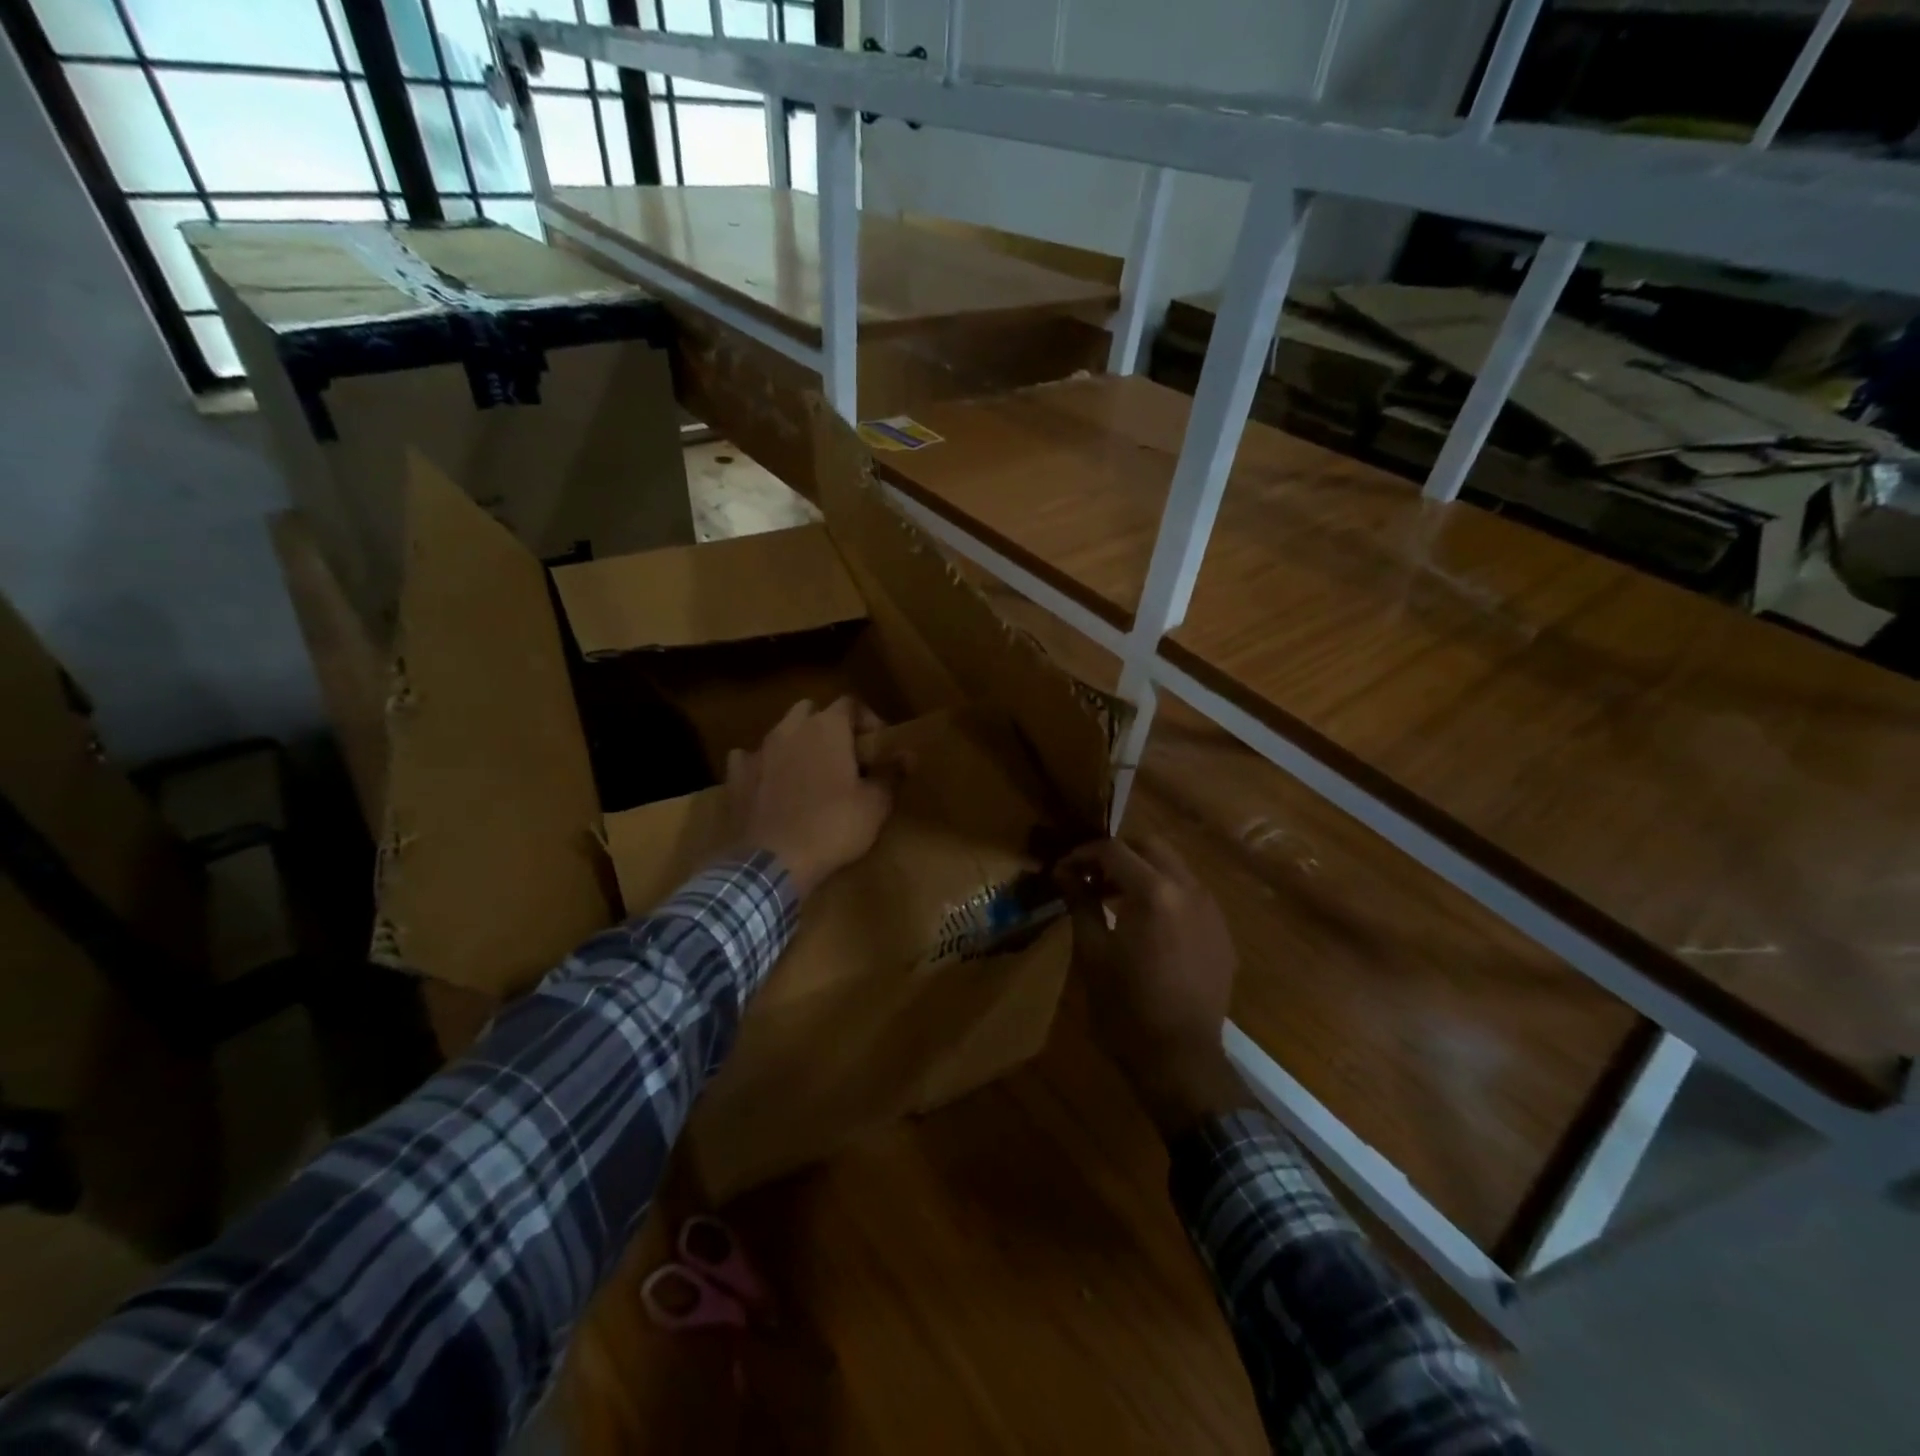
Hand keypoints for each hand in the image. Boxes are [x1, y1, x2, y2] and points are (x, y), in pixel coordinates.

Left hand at [726, 697, 901, 896]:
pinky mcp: (735, 777)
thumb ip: (892, 774)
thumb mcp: (875, 805)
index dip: (867, 720)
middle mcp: (790, 729)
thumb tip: (909, 754)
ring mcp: (758, 751)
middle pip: (810, 710)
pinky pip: (748, 759)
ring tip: (808, 771)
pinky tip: (769, 784)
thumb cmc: (833, 826)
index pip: (850, 703)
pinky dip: (762, 766)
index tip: (877, 745)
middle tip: (842, 754)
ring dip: (795, 743)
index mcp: (827, 728)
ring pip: (779, 732)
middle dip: (827, 725)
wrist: (773, 862)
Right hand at [1056, 835, 1250, 1137]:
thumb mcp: (1092, 953)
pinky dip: (1165, 894)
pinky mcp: (1222, 933)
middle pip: (1150, 846)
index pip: (1114, 850)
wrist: (1181, 1060)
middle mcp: (1189, 890)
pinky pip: (1191, 895)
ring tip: (1113, 898)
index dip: (1083, 854)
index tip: (1063, 870)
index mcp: (1154, 893)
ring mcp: (1211, 910)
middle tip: (1089, 877)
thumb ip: (1080, 902)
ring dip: (1142, 871)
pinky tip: (1146, 924)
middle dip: (1117, 854)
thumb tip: (1064, 872)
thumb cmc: (1126, 1008)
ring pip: (1174, 867)